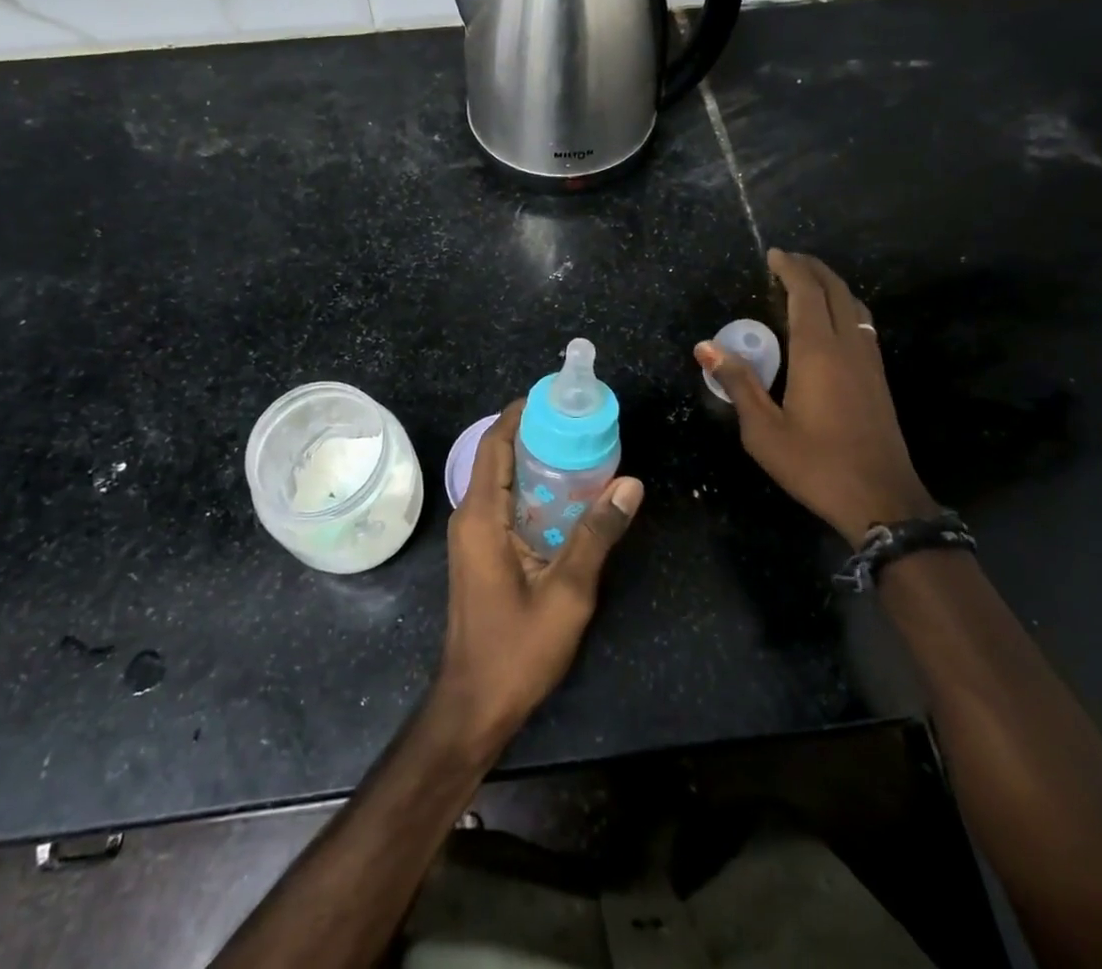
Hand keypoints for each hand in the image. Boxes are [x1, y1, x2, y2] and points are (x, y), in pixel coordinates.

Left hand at [435, 402, 641, 751]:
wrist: (475, 705)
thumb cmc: (517, 649)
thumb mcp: (567, 592)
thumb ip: (596, 534)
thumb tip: (630, 483)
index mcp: (482, 516)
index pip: (495, 444)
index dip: (521, 414)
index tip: (556, 396)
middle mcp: (471, 517)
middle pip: (499, 457)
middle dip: (535, 434)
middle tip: (581, 422)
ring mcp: (474, 536)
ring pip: (503, 481)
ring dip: (536, 463)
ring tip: (582, 449)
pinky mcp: (483, 553)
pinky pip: (506, 505)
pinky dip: (534, 491)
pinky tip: (569, 497)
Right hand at [697, 249, 933, 546]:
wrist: (882, 500)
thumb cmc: (815, 464)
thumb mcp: (763, 431)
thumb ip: (738, 383)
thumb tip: (706, 347)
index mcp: (818, 352)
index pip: (806, 293)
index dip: (790, 269)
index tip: (773, 254)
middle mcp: (848, 346)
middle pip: (835, 291)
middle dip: (812, 268)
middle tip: (787, 259)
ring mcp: (869, 361)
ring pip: (853, 305)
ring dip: (831, 285)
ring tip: (807, 281)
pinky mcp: (878, 378)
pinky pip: (862, 324)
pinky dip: (844, 306)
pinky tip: (831, 320)